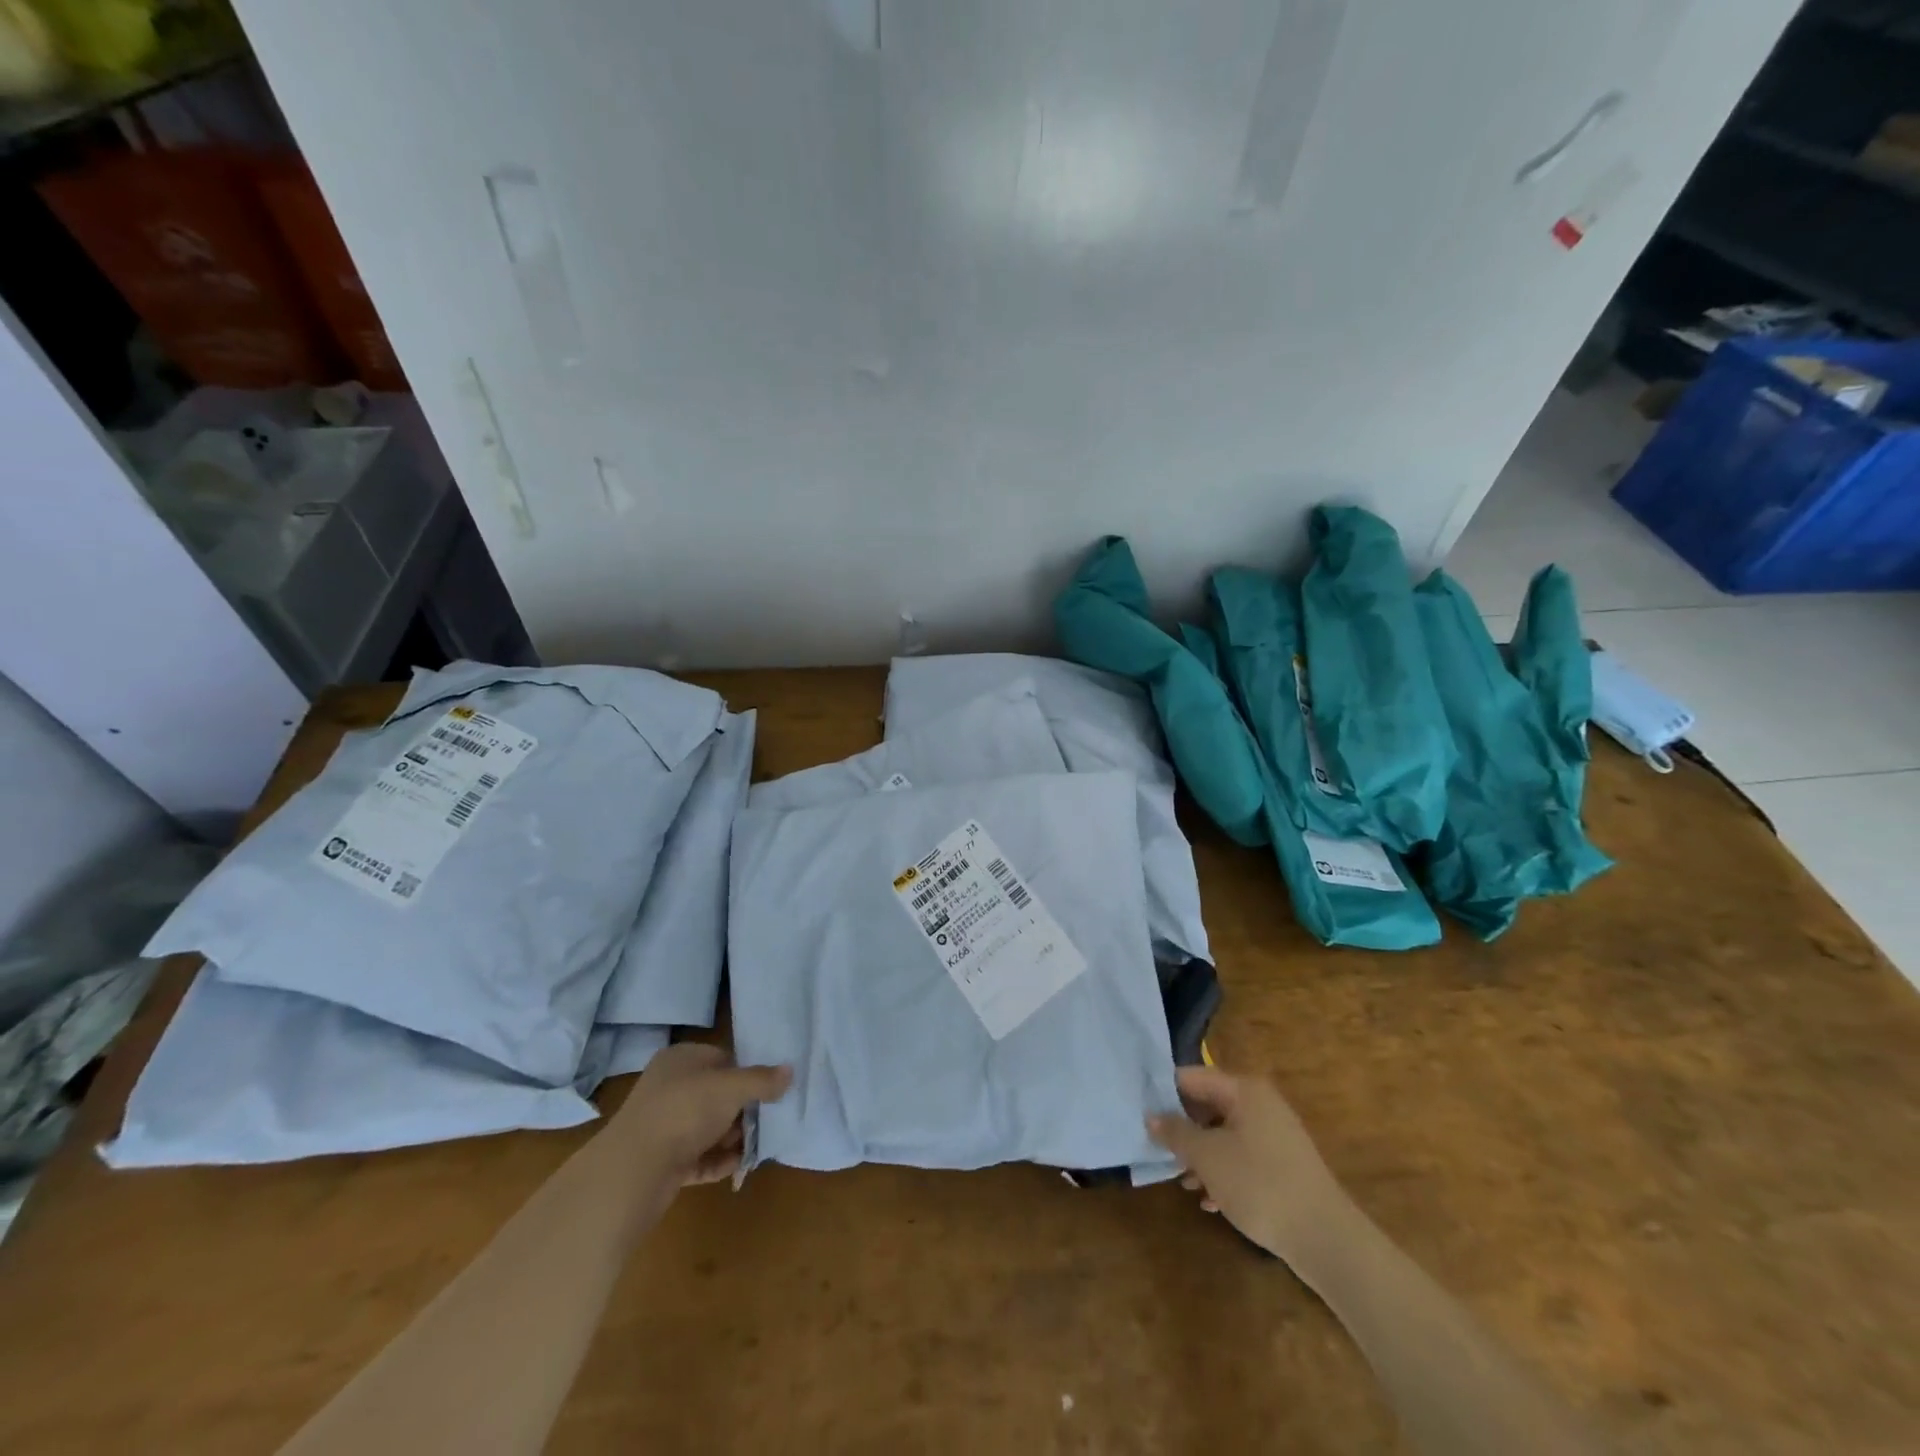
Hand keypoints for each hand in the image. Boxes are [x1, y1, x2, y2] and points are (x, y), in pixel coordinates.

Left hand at [614, 1042, 790, 1185]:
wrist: (634, 1171)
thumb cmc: (685, 1111)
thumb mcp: (732, 1088)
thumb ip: (762, 1080)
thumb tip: (790, 1071)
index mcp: (680, 1059)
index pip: (721, 1058)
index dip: (746, 1073)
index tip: (769, 1090)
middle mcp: (669, 1088)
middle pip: (716, 1095)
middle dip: (742, 1111)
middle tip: (765, 1121)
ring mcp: (663, 1125)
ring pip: (708, 1127)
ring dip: (732, 1138)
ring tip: (755, 1146)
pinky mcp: (662, 1160)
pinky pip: (698, 1156)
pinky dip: (718, 1160)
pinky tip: (738, 1166)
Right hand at [1148, 1065, 1348, 1261]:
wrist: (1326, 1239)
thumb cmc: (1260, 1184)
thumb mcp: (1207, 1157)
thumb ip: (1176, 1132)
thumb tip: (1151, 1115)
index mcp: (1243, 1090)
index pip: (1192, 1076)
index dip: (1164, 1092)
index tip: (1141, 1112)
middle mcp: (1260, 1104)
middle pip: (1208, 1105)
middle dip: (1183, 1129)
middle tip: (1159, 1150)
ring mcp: (1274, 1135)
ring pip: (1224, 1134)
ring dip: (1200, 1155)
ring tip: (1183, 1181)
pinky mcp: (1283, 1165)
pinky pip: (1242, 1156)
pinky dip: (1223, 1172)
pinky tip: (1210, 1200)